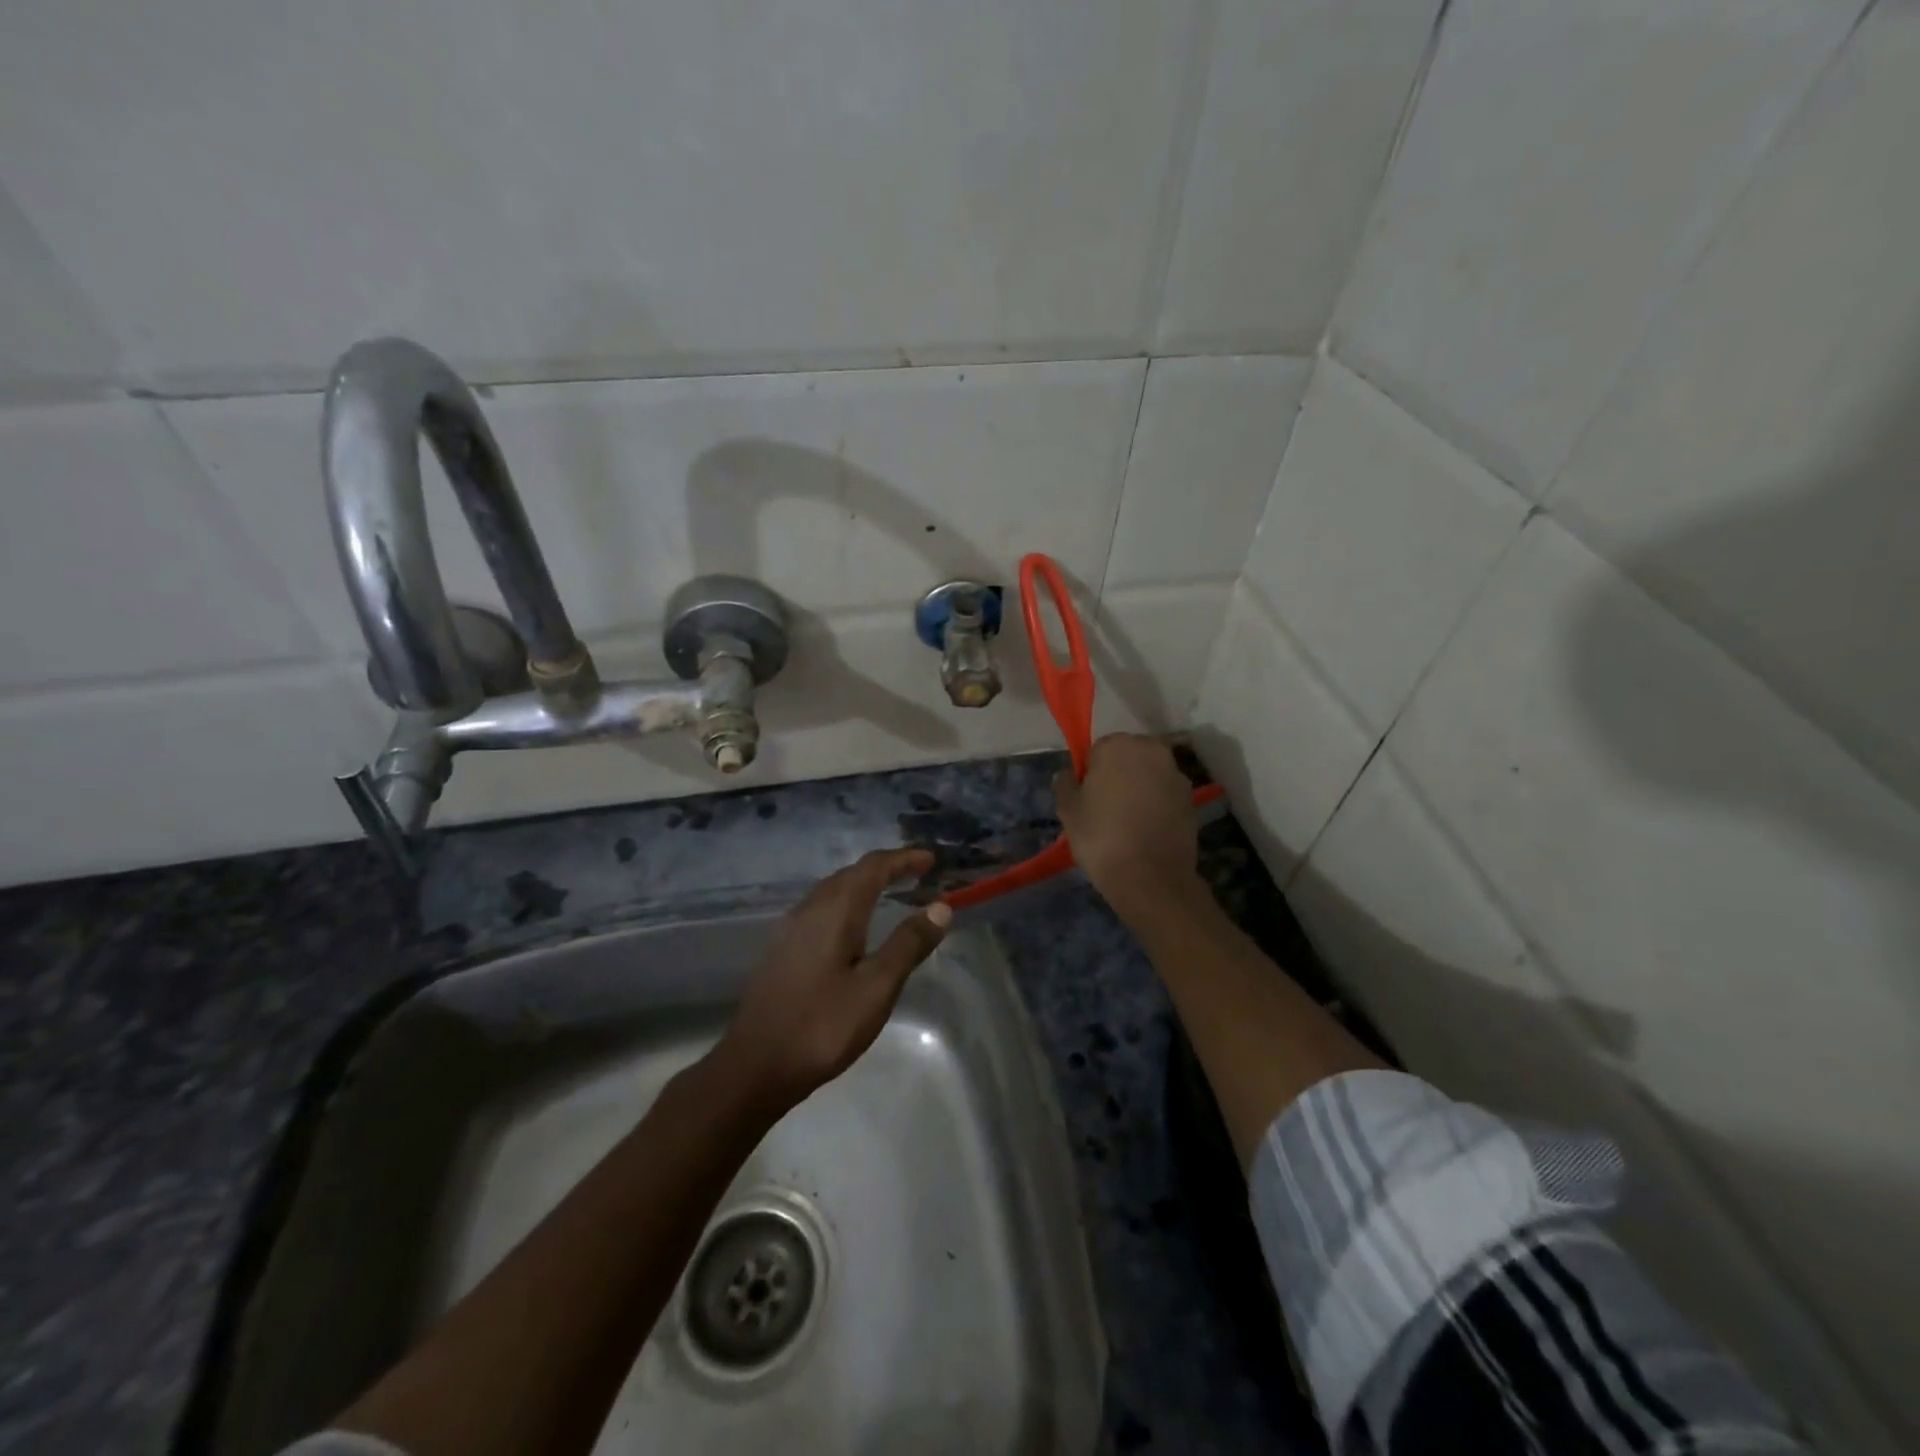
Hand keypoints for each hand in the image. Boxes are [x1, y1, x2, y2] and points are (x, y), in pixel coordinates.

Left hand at [715, 847, 950, 1108]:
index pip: (873, 868)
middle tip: (916, 874)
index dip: (903, 859)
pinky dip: (846, 904)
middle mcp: (809, 909)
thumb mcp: (876, 988)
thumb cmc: (822, 1026)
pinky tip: (853, 928)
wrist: (754, 1066)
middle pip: (851, 874)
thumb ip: (908, 944)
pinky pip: (820, 910)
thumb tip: (940, 907)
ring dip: (863, 885)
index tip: (931, 860)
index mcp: (835, 911)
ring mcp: (790, 929)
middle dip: (885, 869)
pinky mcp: (781, 950)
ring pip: (832, 891)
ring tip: (890, 894)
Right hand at [1054, 734, 1202, 922]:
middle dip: (1118, 776)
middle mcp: (1151, 750)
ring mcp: (1176, 775)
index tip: (1087, 798)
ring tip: (1127, 823)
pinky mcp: (1192, 800)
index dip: (1090, 774)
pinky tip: (1146, 831)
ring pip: (1149, 776)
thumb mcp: (1068, 811)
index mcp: (1117, 746)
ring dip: (1140, 790)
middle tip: (1105, 809)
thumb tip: (1068, 775)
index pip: (1097, 751)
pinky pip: (1166, 796)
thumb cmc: (1101, 837)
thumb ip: (1065, 784)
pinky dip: (1157, 806)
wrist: (1151, 877)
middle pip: (1128, 758)